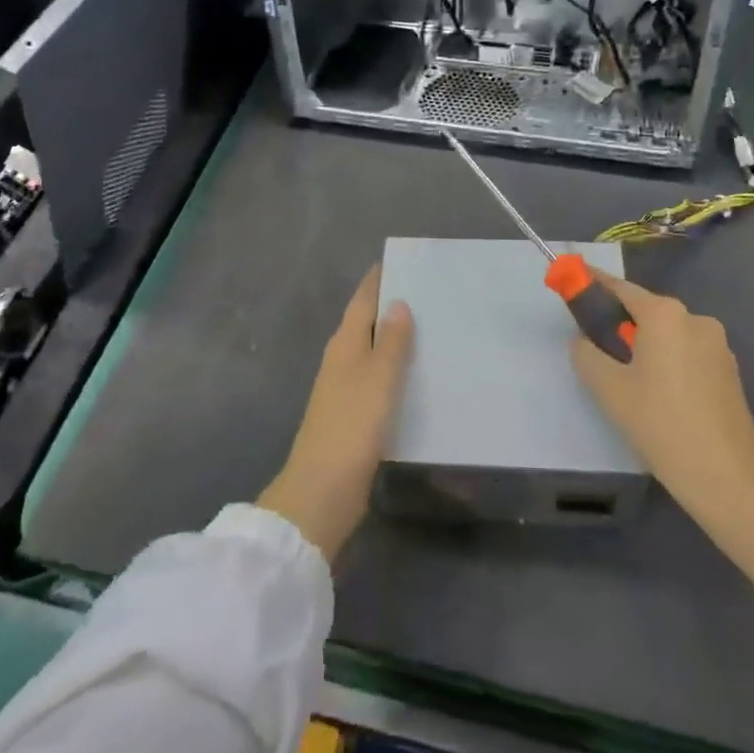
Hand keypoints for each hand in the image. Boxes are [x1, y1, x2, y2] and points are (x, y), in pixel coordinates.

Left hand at [257, 265, 413, 564]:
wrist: (322, 491)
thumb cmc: (352, 427)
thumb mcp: (379, 379)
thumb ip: (390, 340)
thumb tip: (397, 302)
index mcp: (344, 344)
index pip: (362, 300)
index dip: (378, 280)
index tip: (403, 262)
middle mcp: (341, 360)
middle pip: (366, 323)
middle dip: (391, 306)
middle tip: (429, 293)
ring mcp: (344, 389)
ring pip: (372, 352)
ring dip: (394, 339)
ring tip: (431, 329)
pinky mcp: (352, 416)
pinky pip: (377, 380)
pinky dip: (395, 370)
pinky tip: (416, 376)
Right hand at [569, 272, 753, 520]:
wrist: (727, 478)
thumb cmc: (661, 424)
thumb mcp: (609, 389)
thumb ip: (586, 354)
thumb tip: (583, 341)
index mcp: (665, 315)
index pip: (620, 289)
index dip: (593, 284)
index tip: (572, 281)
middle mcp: (695, 319)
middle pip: (647, 311)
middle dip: (621, 323)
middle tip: (597, 348)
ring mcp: (718, 345)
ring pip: (669, 335)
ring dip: (647, 346)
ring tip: (629, 381)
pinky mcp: (730, 371)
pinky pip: (688, 353)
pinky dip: (669, 362)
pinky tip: (660, 394)